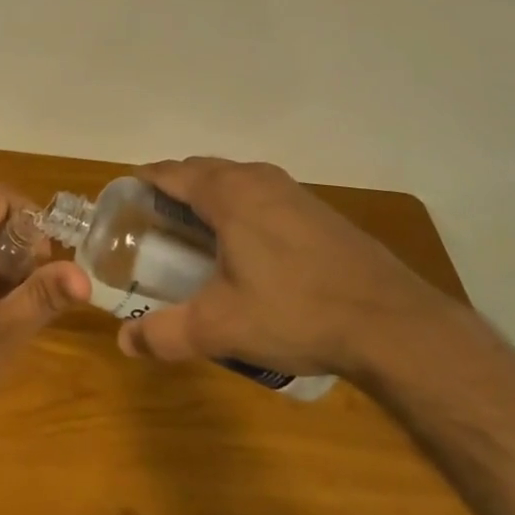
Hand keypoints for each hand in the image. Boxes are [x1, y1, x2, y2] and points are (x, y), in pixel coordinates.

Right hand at [117, 158, 437, 379]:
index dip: (144, 182)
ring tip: (198, 236)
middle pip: (202, 171)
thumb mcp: (221, 327)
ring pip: (235, 180)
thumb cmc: (295, 310)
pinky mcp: (316, 208)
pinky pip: (263, 194)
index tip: (125, 201)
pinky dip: (242, 207)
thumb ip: (167, 333)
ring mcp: (290, 190)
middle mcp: (256, 178)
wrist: (389, 320)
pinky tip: (250, 248)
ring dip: (211, 197)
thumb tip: (125, 343)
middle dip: (174, 189)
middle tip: (156, 224)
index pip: (171, 172)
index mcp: (226, 192)